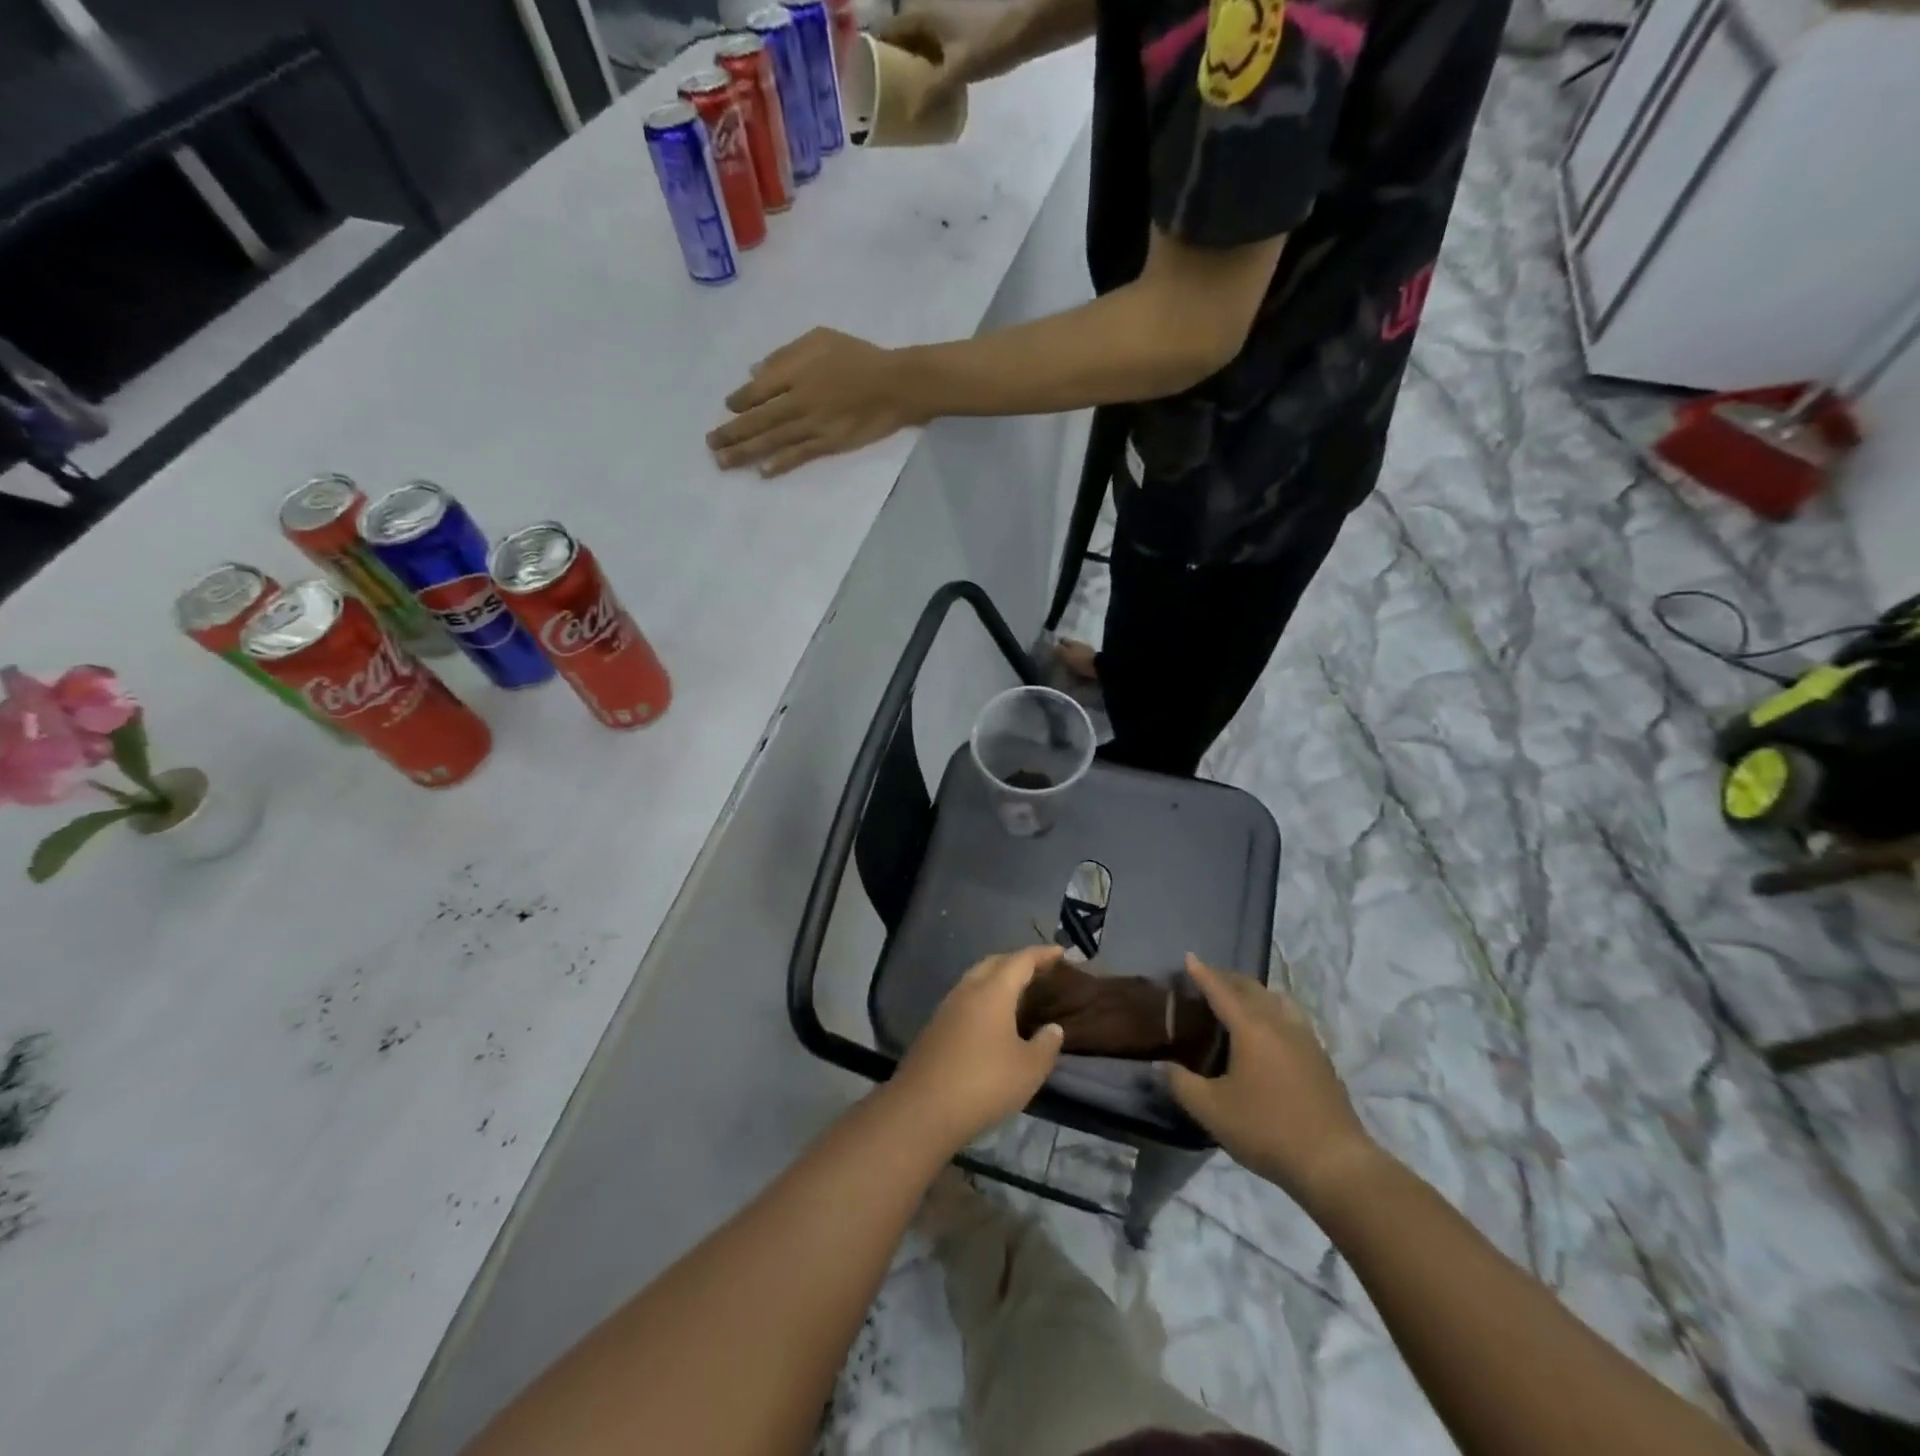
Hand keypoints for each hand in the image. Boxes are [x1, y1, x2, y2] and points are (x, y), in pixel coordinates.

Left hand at [708, 328, 923, 476]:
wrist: (895, 384)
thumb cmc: (859, 356)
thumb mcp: (820, 338)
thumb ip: (786, 355)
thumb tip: (755, 372)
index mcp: (794, 371)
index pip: (756, 391)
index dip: (739, 401)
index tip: (728, 408)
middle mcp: (798, 400)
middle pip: (757, 419)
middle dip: (731, 433)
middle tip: (710, 444)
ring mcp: (813, 425)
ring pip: (772, 440)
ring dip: (746, 452)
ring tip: (723, 463)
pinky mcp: (829, 443)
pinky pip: (799, 455)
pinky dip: (780, 463)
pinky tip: (763, 472)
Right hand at [880, 1, 1007, 117]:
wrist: (1029, 22)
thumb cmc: (990, 40)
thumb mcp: (957, 71)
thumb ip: (933, 93)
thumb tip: (911, 117)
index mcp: (922, 13)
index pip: (889, 32)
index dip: (878, 54)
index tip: (870, 81)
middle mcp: (931, 9)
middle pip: (905, 38)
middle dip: (896, 65)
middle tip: (889, 96)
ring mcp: (948, 17)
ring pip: (923, 44)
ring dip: (916, 68)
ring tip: (910, 98)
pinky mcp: (964, 28)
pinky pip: (939, 48)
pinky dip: (933, 66)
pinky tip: (936, 88)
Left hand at [891, 945, 1066, 1148]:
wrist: (922, 1109)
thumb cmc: (983, 1083)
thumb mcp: (1028, 1069)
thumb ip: (1046, 1045)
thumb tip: (1053, 1029)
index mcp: (992, 991)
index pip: (1020, 961)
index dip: (1042, 954)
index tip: (1060, 951)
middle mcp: (967, 991)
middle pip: (994, 963)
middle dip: (1017, 961)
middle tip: (1039, 970)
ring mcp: (946, 1008)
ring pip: (975, 980)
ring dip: (996, 979)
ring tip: (1017, 993)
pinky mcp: (934, 1028)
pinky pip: (964, 1000)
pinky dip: (982, 998)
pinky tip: (990, 1020)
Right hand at [1165, 955, 1380, 1208]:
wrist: (1335, 1163)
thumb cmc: (1267, 1129)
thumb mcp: (1212, 1110)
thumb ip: (1181, 1083)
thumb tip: (1160, 1065)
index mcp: (1251, 1027)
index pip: (1221, 990)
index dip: (1203, 973)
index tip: (1189, 957)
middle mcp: (1279, 1023)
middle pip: (1252, 989)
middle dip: (1228, 979)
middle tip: (1207, 979)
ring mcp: (1305, 1039)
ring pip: (1277, 1000)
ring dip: (1254, 993)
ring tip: (1239, 1000)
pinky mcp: (1321, 1058)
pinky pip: (1291, 1018)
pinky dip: (1273, 1010)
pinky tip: (1270, 1032)